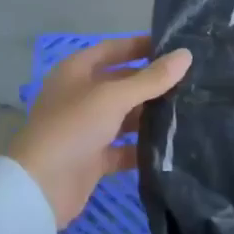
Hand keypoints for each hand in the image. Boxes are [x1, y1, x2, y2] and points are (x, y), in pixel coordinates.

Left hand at [9, 36, 191, 227]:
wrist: (41, 188)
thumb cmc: (73, 127)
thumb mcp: (113, 97)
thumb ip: (151, 78)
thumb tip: (186, 55)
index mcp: (77, 71)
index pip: (114, 49)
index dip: (141, 45)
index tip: (175, 46)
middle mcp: (81, 95)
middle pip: (122, 82)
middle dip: (152, 83)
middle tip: (192, 81)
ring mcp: (86, 128)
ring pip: (125, 116)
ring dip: (151, 115)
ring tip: (190, 111)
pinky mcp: (93, 158)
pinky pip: (124, 147)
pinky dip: (143, 147)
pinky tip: (173, 146)